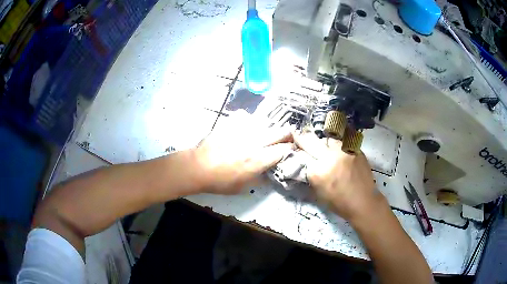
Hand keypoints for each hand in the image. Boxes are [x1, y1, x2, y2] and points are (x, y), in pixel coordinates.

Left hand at [192, 114, 293, 194]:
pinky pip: (245, 117)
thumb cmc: (220, 181)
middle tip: (288, 136)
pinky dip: (248, 120)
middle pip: (278, 133)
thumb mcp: (243, 188)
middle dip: (287, 134)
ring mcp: (242, 131)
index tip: (292, 149)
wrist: (198, 167)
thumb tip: (269, 173)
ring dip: (269, 128)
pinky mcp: (231, 124)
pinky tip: (246, 124)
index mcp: (259, 160)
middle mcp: (255, 142)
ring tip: (267, 131)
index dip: (291, 149)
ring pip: (264, 123)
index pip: (283, 150)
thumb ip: (260, 179)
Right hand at [294, 132, 386, 221]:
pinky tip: (337, 148)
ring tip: (324, 145)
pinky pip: (342, 141)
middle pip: (311, 141)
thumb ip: (311, 176)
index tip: (293, 145)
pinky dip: (337, 143)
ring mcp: (344, 150)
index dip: (296, 151)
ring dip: (323, 141)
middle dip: (302, 138)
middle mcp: (330, 157)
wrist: (364, 202)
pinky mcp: (355, 149)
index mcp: (317, 171)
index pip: (301, 156)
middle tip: (297, 133)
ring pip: (327, 138)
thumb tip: (306, 164)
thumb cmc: (339, 203)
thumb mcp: (318, 193)